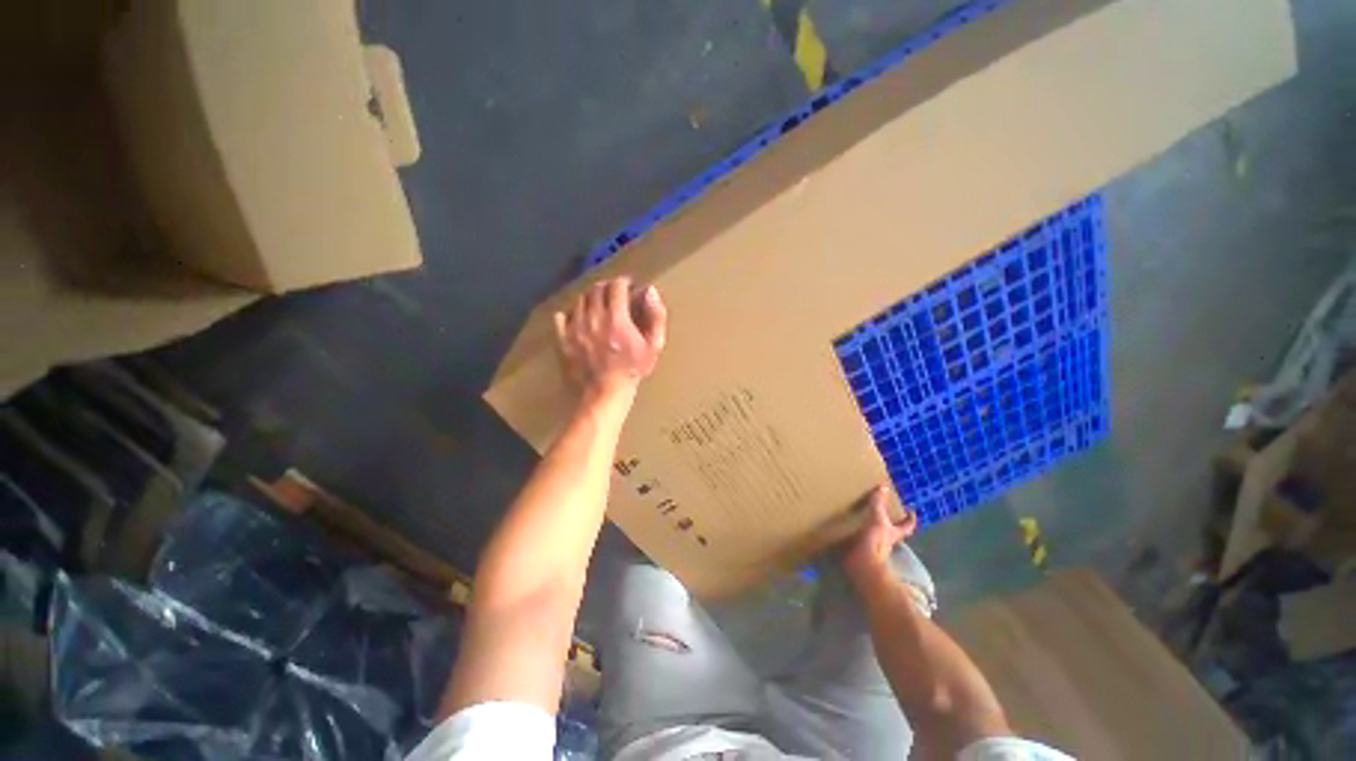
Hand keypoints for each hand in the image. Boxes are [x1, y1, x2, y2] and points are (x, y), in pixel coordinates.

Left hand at [554, 277, 667, 404]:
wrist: (605, 393)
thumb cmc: (632, 370)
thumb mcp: (653, 345)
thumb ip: (655, 316)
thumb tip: (650, 291)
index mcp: (616, 318)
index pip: (617, 286)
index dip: (624, 282)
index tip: (629, 287)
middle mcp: (593, 318)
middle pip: (596, 289)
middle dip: (608, 287)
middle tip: (615, 295)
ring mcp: (575, 328)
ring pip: (579, 300)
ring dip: (591, 299)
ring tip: (599, 307)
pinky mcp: (563, 339)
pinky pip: (561, 317)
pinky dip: (571, 313)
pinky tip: (579, 319)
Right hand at [843, 485, 916, 580]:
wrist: (862, 566)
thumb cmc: (874, 543)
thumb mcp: (877, 519)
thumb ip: (879, 504)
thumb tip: (883, 486)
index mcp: (892, 533)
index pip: (906, 526)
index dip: (909, 519)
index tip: (911, 510)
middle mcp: (886, 542)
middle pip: (892, 532)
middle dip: (889, 524)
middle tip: (882, 511)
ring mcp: (874, 548)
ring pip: (876, 537)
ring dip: (870, 529)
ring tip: (859, 516)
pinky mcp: (860, 552)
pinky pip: (859, 541)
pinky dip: (855, 535)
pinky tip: (846, 528)